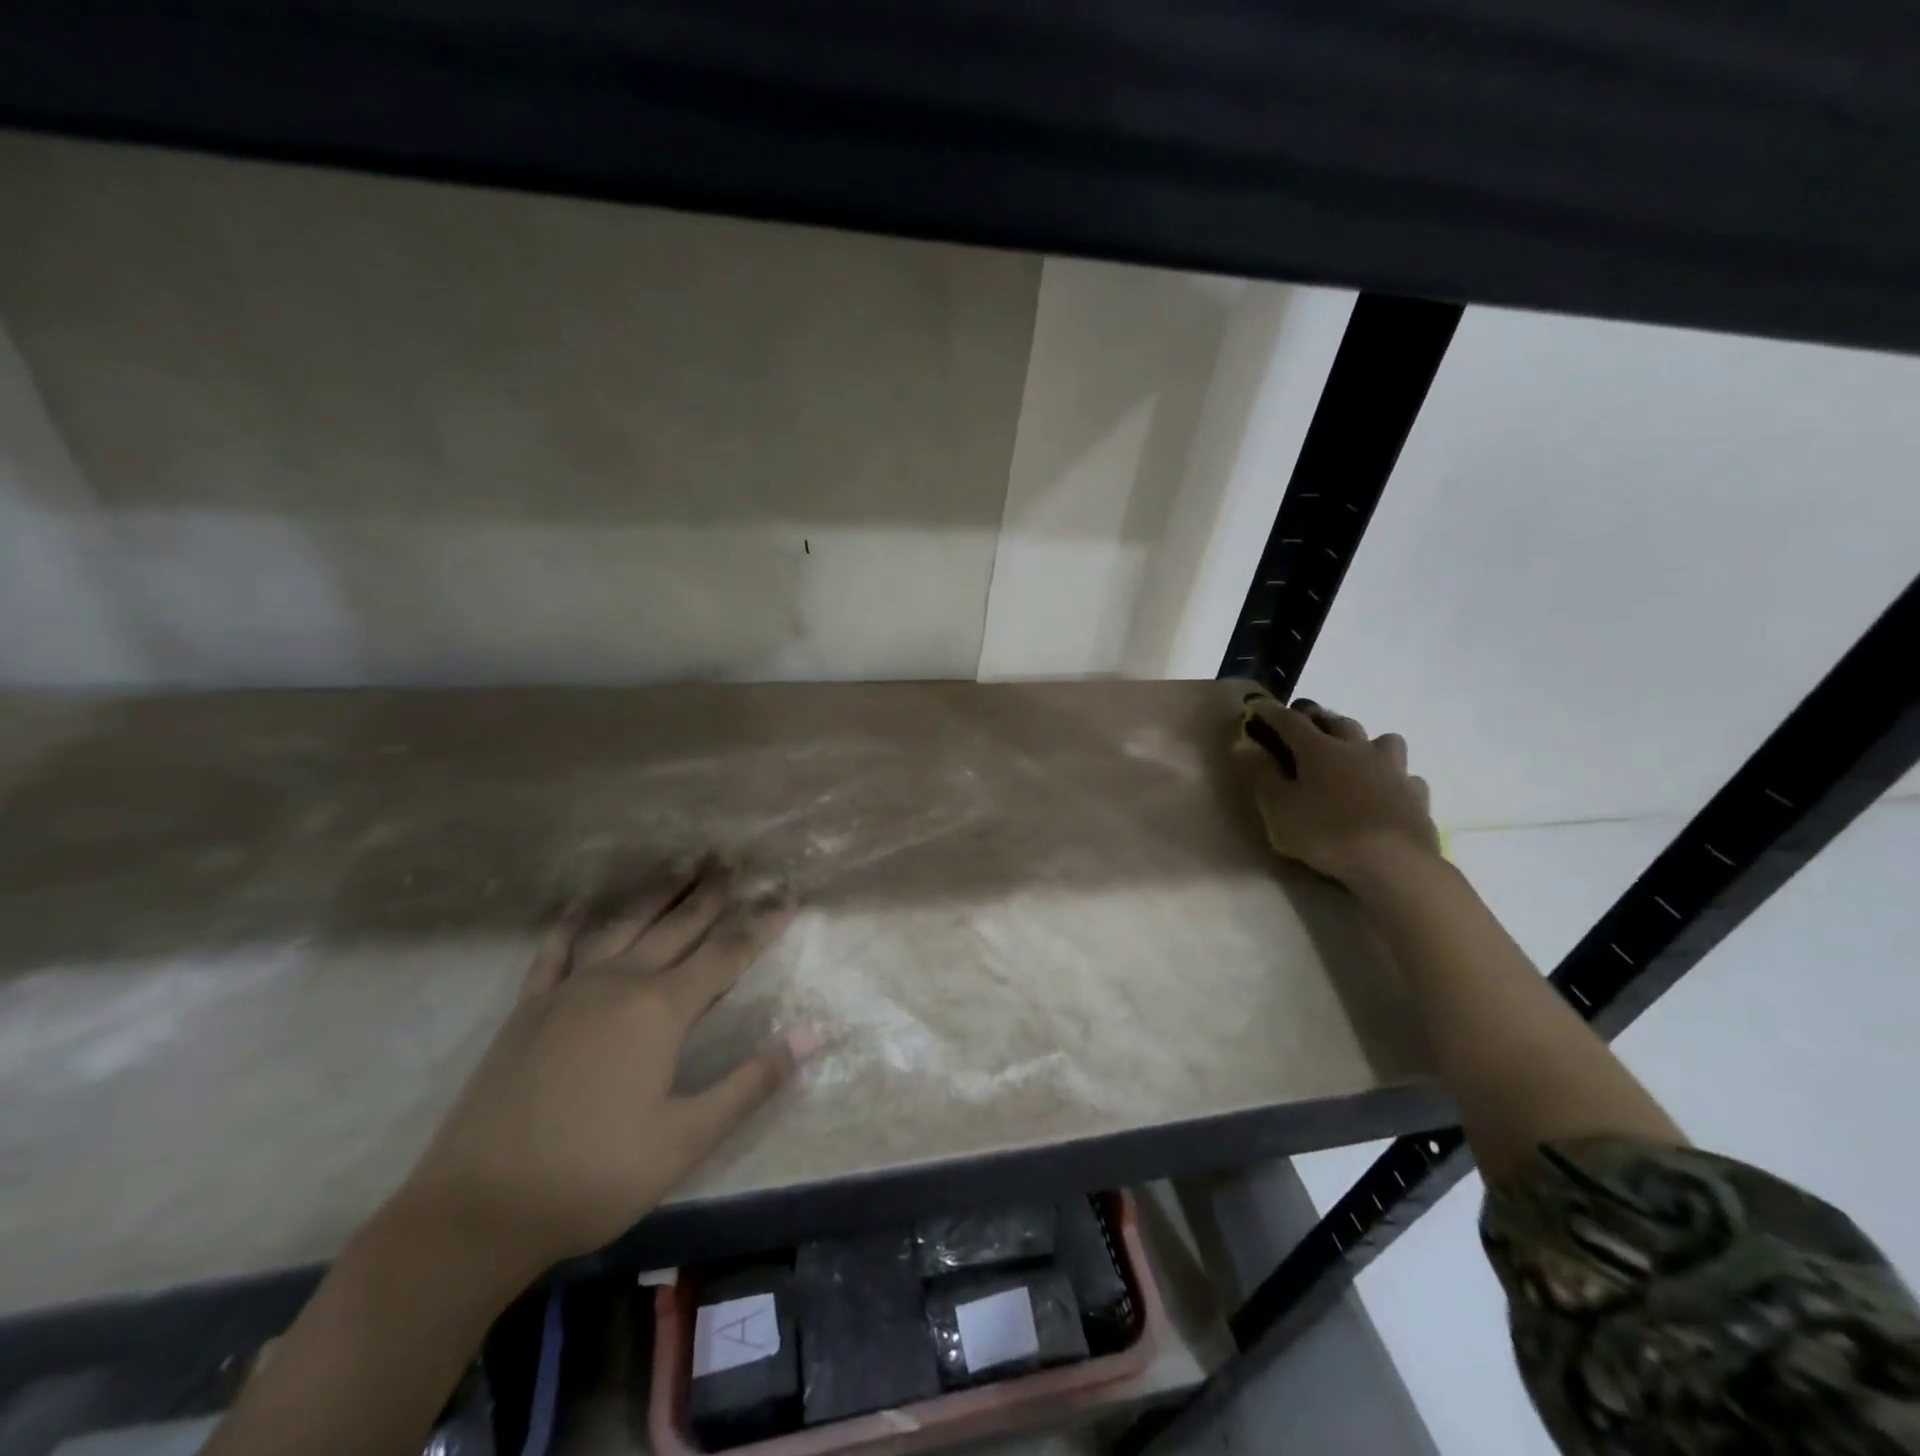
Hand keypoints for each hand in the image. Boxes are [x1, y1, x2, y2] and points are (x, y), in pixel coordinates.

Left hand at [390, 861, 807, 1277]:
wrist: (476, 1212)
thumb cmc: (594, 1176)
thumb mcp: (686, 1139)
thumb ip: (750, 1082)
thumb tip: (810, 1034)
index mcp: (661, 1010)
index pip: (727, 954)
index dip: (761, 924)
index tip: (789, 895)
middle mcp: (620, 983)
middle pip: (678, 925)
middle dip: (711, 891)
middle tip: (734, 858)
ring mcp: (569, 990)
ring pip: (624, 924)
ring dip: (657, 890)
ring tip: (682, 861)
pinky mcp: (528, 1008)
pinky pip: (554, 952)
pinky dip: (570, 924)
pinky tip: (580, 905)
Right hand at [1232, 694, 1438, 885]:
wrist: (1394, 864)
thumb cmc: (1326, 833)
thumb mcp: (1278, 808)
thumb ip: (1260, 773)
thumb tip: (1243, 742)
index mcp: (1319, 749)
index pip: (1289, 721)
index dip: (1270, 712)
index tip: (1256, 706)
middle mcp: (1357, 749)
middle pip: (1336, 721)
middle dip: (1317, 718)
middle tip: (1303, 724)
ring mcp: (1392, 769)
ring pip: (1382, 740)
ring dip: (1365, 742)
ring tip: (1354, 755)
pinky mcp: (1416, 794)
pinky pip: (1405, 775)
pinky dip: (1392, 777)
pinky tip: (1385, 791)